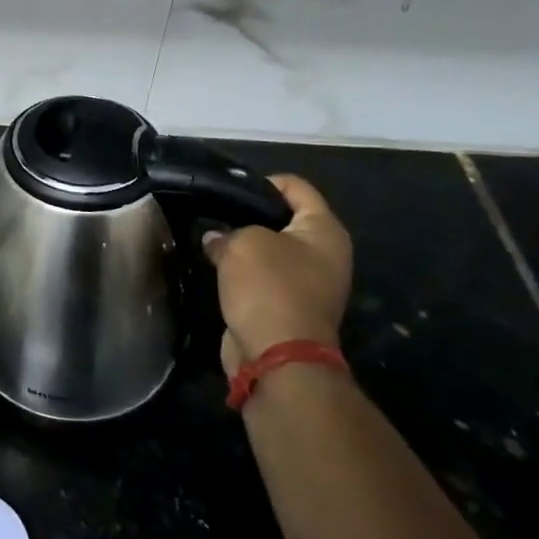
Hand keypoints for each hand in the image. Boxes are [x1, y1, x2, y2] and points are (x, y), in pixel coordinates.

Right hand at [201, 174, 352, 374]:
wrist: (278, 356)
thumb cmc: (269, 287)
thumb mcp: (243, 243)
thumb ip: (227, 232)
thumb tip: (216, 240)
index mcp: (324, 230)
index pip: (297, 187)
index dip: (263, 181)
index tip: (230, 189)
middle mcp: (325, 254)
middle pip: (285, 219)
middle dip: (250, 216)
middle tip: (217, 214)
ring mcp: (311, 284)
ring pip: (272, 251)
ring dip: (245, 247)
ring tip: (213, 241)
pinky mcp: (290, 307)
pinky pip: (265, 278)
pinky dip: (244, 273)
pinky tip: (219, 269)